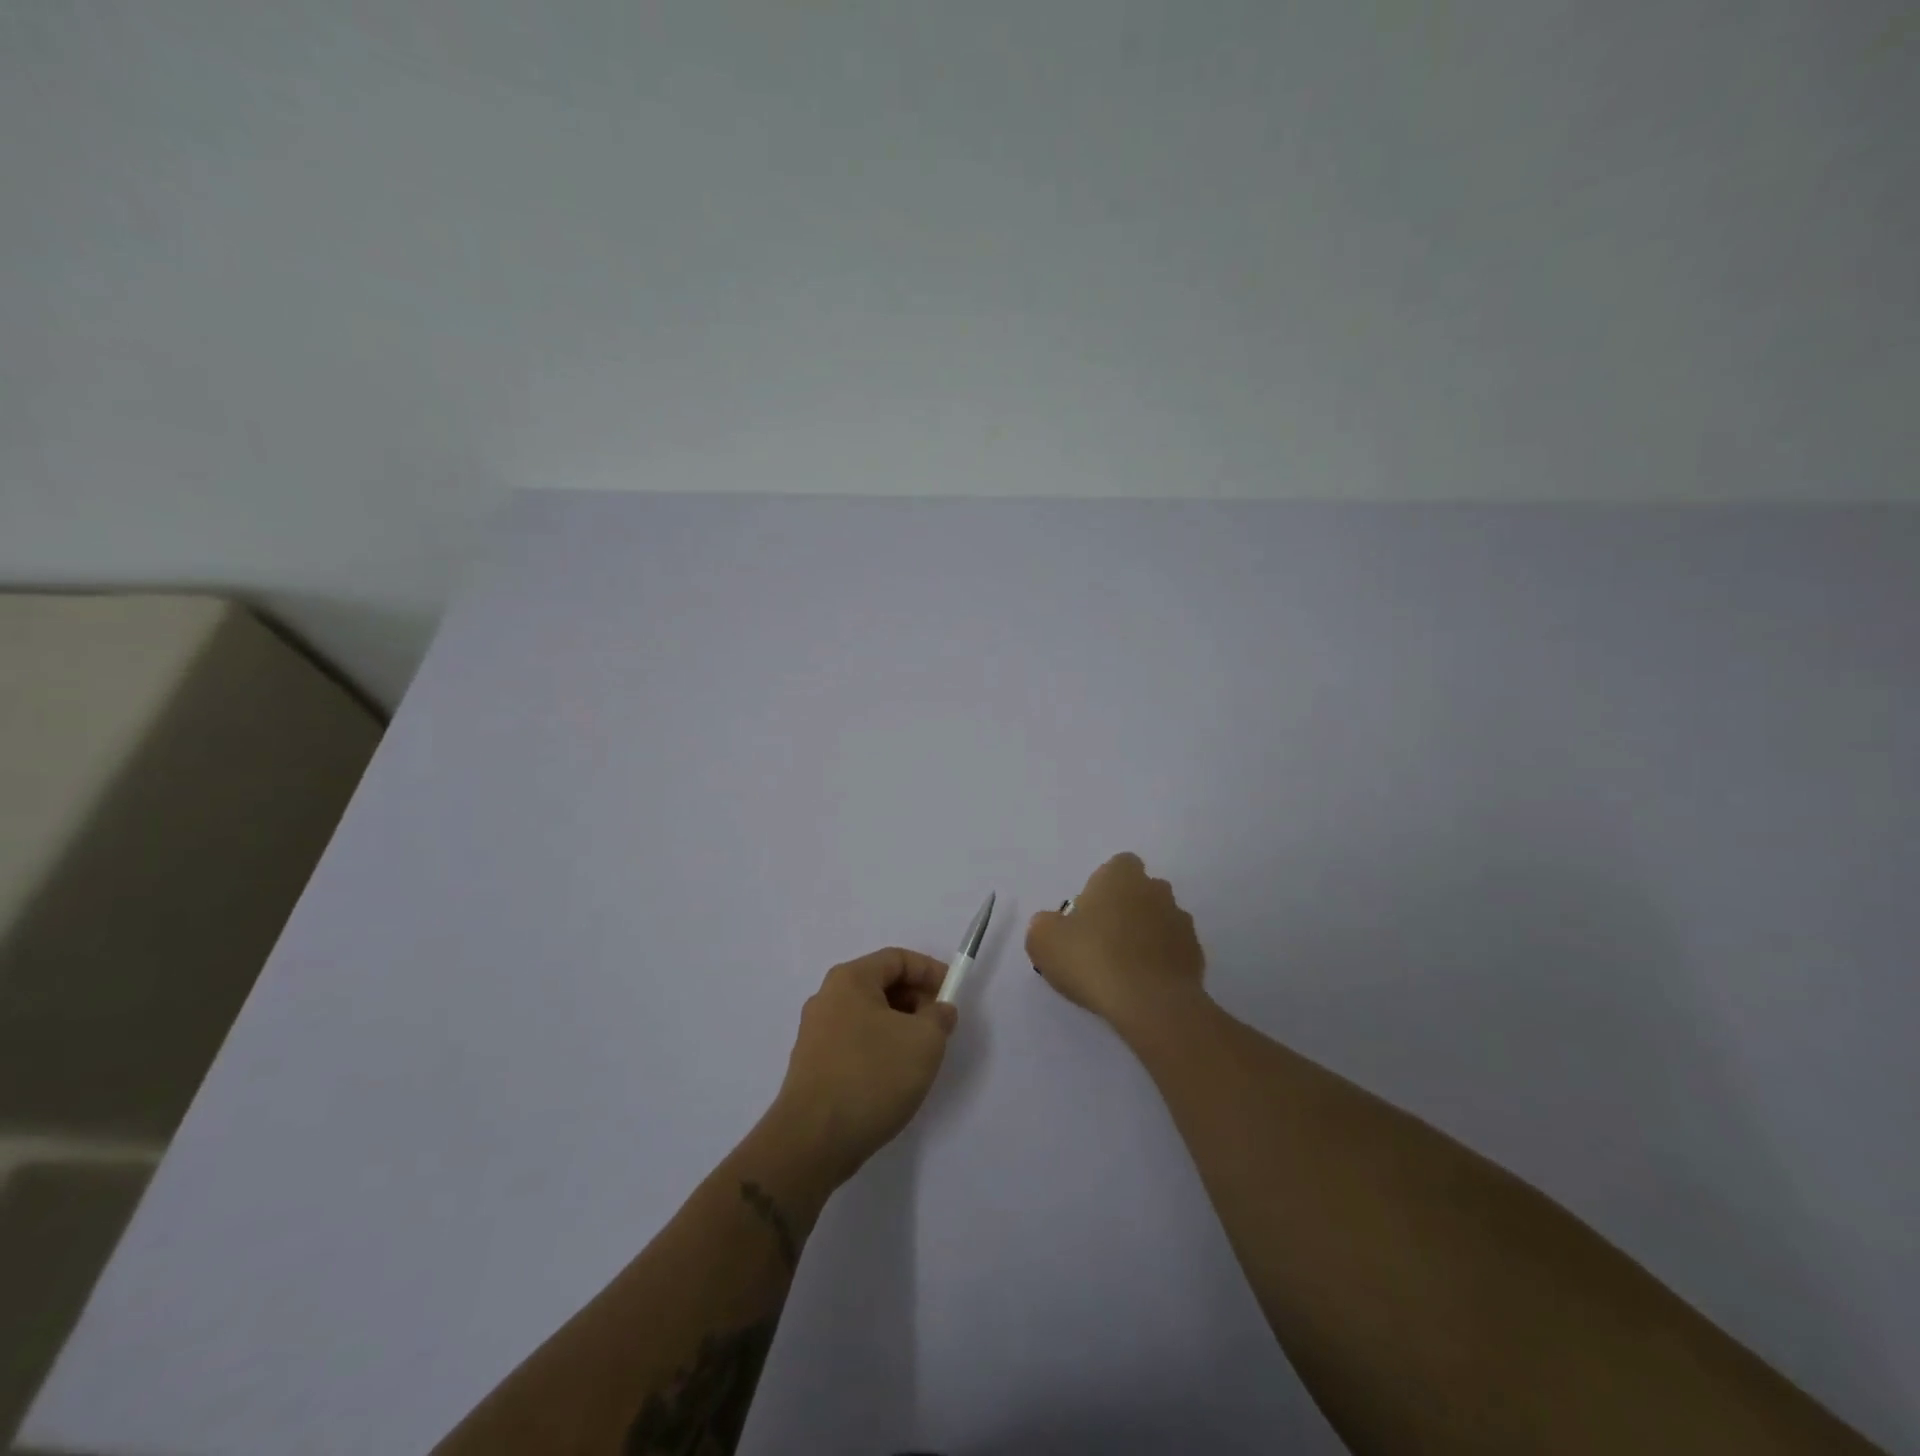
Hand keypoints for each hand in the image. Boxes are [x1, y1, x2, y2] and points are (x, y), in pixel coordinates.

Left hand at [772, 947, 957, 1184]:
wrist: (813, 1141)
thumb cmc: (872, 1077)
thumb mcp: (924, 1041)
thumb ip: (940, 1017)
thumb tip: (939, 1010)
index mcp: (850, 980)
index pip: (897, 959)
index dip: (930, 971)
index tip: (953, 995)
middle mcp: (827, 998)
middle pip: (881, 985)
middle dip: (916, 1001)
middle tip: (940, 1028)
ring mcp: (816, 1033)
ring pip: (869, 1015)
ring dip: (900, 1027)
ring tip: (921, 1056)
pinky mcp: (813, 1065)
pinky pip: (855, 1041)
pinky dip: (880, 1048)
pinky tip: (893, 1078)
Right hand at [1027, 853, 1207, 1037]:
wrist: (1150, 1004)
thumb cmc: (1092, 959)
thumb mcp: (1044, 940)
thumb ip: (1045, 924)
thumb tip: (1054, 924)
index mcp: (1121, 877)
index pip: (1119, 865)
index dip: (1104, 885)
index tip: (1089, 912)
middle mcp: (1156, 890)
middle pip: (1141, 891)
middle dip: (1127, 909)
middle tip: (1102, 940)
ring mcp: (1181, 922)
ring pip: (1160, 920)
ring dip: (1146, 935)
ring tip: (1124, 968)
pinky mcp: (1196, 955)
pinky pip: (1174, 951)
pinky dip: (1161, 962)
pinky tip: (1143, 985)